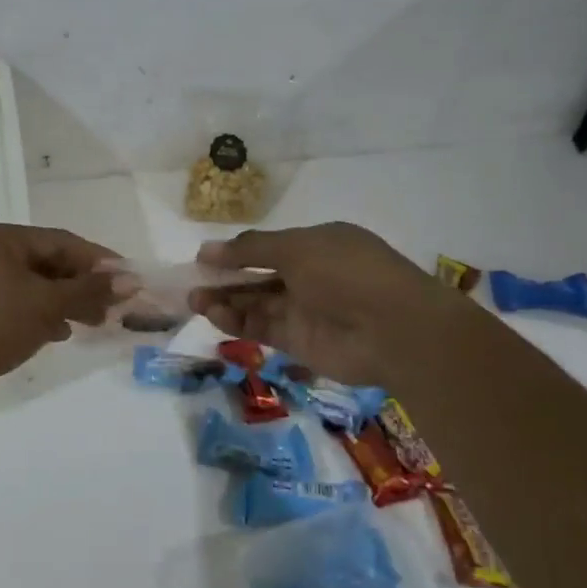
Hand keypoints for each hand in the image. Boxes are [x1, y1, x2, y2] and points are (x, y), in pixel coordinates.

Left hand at [0, 224, 118, 397]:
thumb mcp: (47, 304)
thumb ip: (90, 290)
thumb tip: (131, 280)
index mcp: (4, 238)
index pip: (63, 241)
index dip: (99, 260)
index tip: (129, 280)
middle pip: (52, 262)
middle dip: (84, 284)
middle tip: (114, 306)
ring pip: (39, 285)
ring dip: (68, 301)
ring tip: (96, 322)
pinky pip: (24, 303)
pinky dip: (46, 314)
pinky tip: (63, 332)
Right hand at [189, 223, 453, 386]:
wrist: (395, 330)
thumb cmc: (346, 273)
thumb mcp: (295, 247)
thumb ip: (249, 249)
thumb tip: (206, 249)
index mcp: (317, 244)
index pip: (268, 246)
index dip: (235, 252)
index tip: (203, 258)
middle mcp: (311, 276)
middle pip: (258, 277)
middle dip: (225, 279)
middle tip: (191, 283)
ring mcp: (306, 310)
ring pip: (257, 304)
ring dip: (226, 301)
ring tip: (195, 300)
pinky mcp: (302, 343)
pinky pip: (263, 329)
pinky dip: (238, 323)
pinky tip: (215, 317)